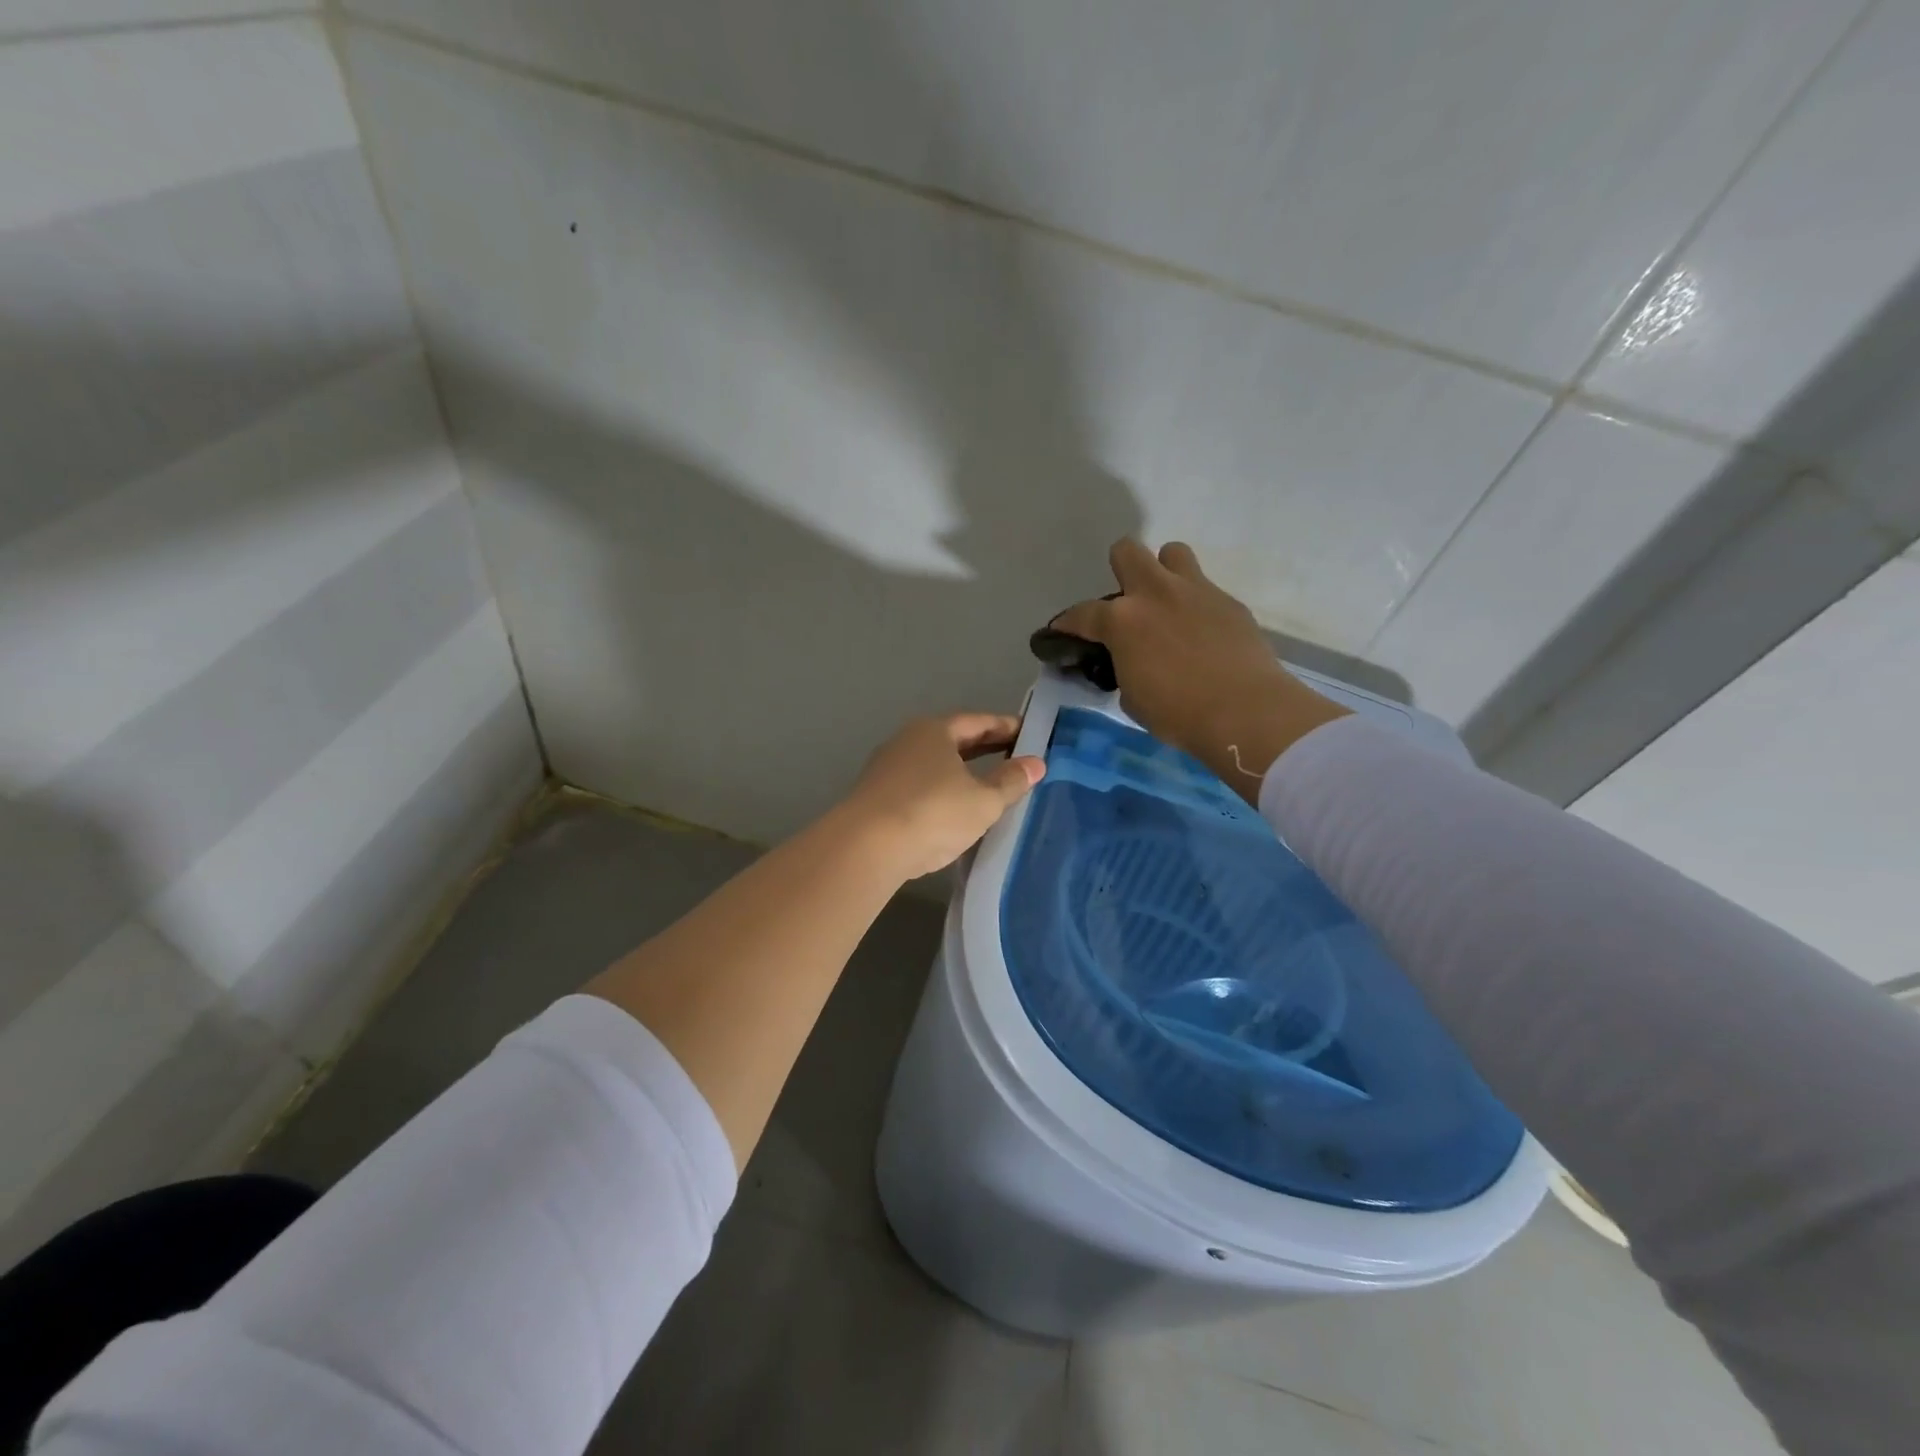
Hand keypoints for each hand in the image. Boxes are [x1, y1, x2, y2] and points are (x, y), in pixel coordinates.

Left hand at [839, 714, 1045, 879]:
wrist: (866, 847)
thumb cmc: (933, 813)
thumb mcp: (983, 800)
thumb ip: (1010, 781)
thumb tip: (1036, 763)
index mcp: (934, 731)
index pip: (977, 721)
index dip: (1005, 727)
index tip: (1028, 734)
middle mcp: (907, 741)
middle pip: (953, 740)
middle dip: (983, 748)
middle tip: (1014, 757)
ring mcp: (887, 769)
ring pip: (933, 765)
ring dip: (960, 772)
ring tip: (986, 786)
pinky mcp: (875, 798)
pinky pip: (918, 787)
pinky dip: (940, 791)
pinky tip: (952, 810)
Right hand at [1053, 540, 1348, 800]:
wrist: (1245, 711)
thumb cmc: (1178, 713)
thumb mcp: (1132, 697)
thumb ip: (1123, 668)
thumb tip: (1128, 661)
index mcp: (1122, 620)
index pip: (1081, 613)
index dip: (1067, 624)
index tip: (1063, 632)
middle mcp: (1155, 593)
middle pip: (1127, 551)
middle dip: (1120, 570)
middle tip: (1128, 602)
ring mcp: (1196, 591)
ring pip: (1173, 553)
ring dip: (1164, 572)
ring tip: (1168, 604)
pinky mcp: (1229, 601)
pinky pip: (1205, 589)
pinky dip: (1196, 605)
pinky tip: (1202, 634)